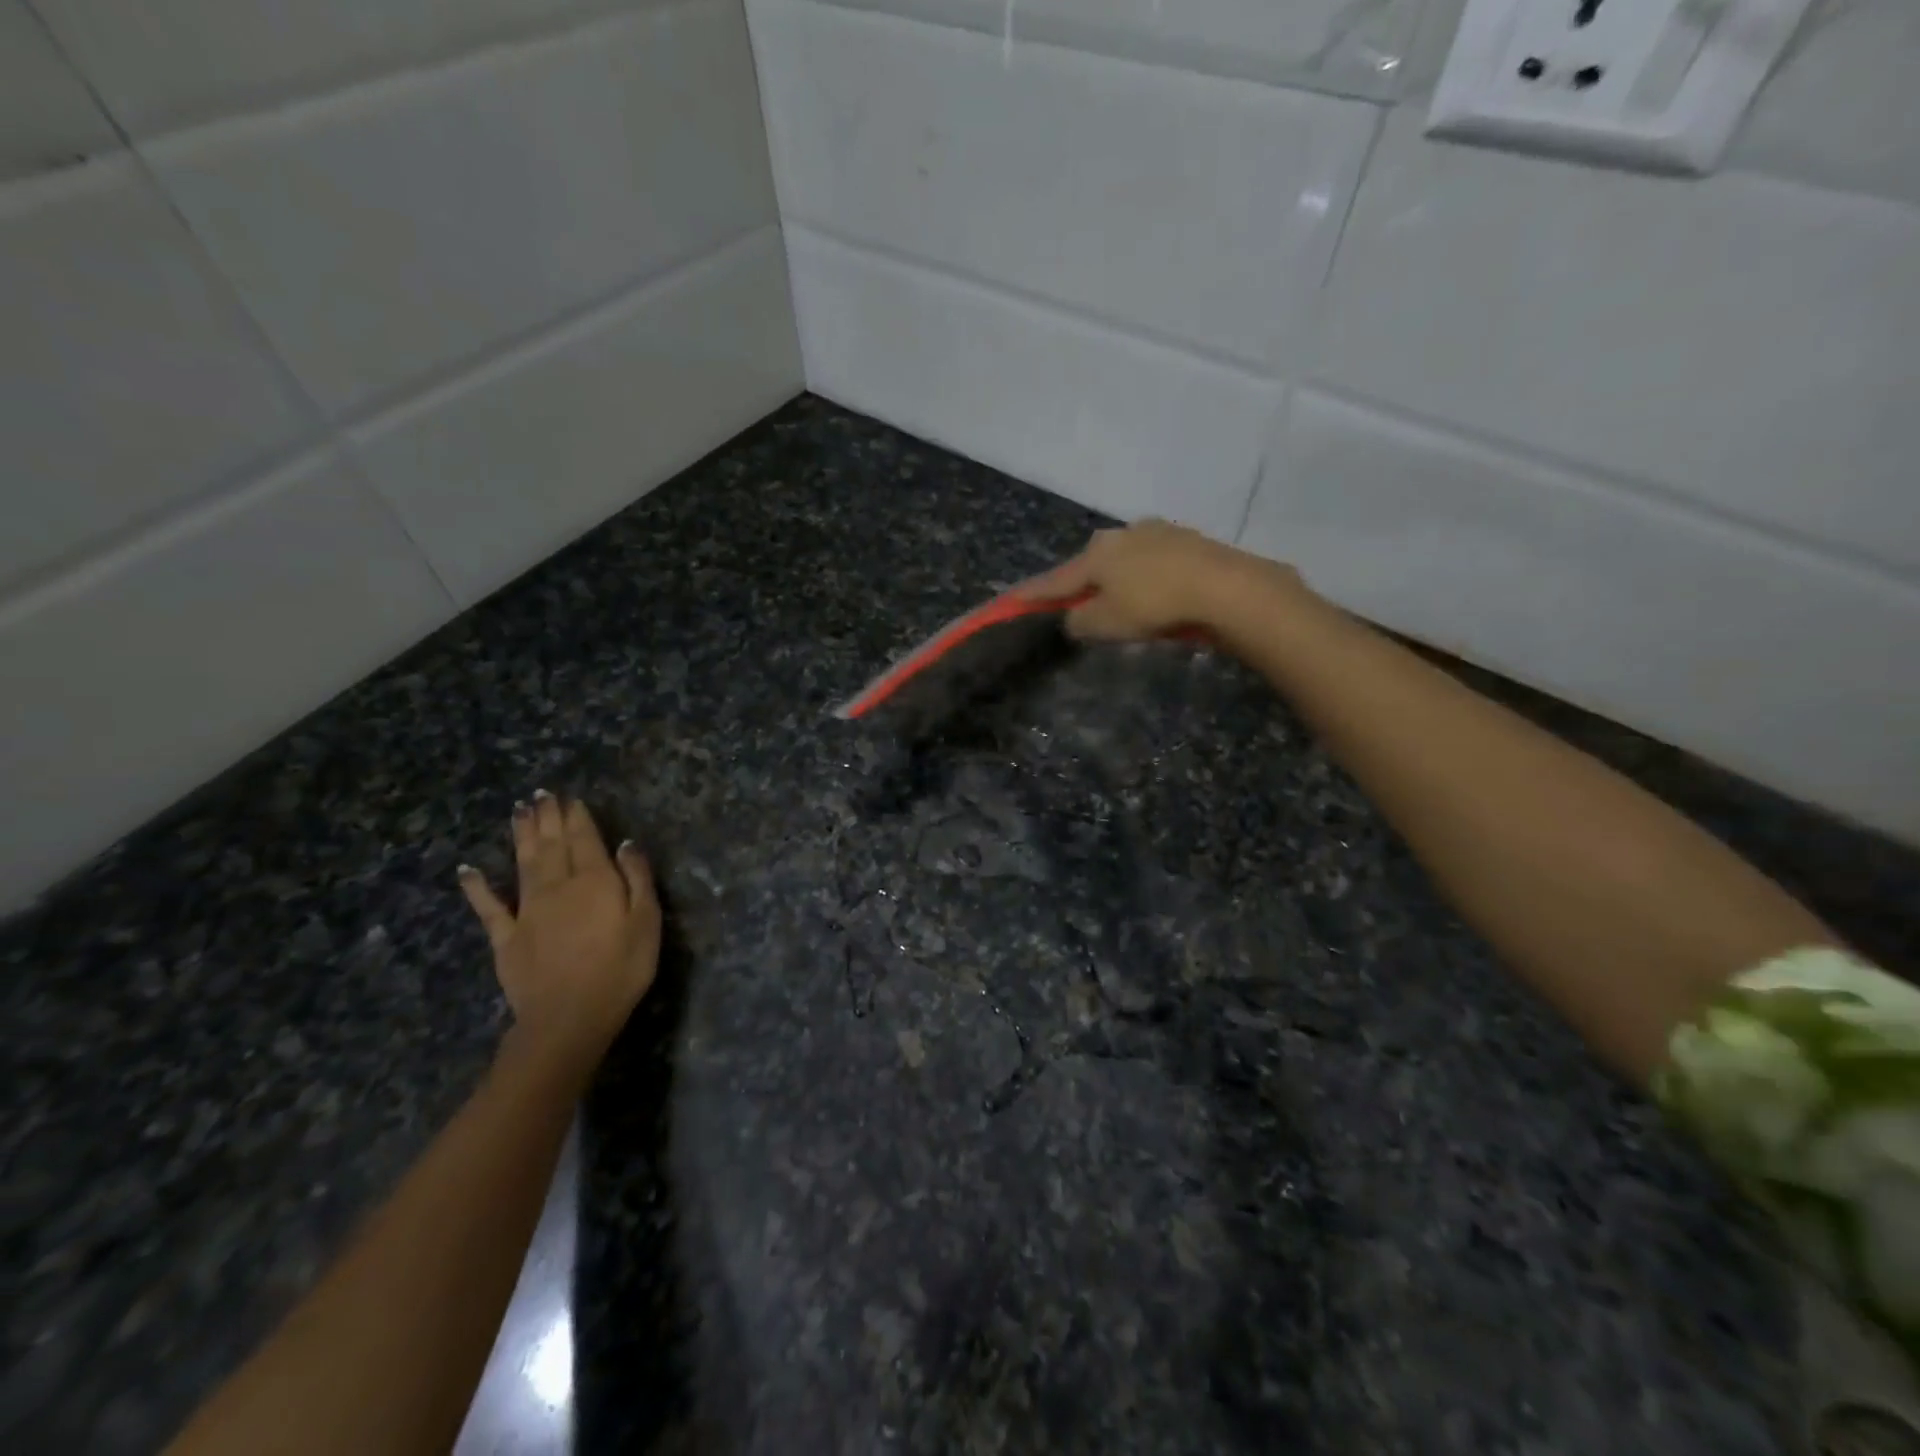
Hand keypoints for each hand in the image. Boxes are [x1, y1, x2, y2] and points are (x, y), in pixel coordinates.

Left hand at [458, 792, 660, 1065]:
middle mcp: (558, 886)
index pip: (585, 839)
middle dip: (547, 818)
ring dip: (520, 835)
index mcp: (594, 880)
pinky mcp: (506, 937)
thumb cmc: (621, 968)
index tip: (570, 798)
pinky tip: (467, 870)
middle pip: (552, 844)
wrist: (569, 1017)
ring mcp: (527, 910)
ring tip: (518, 811)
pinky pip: (489, 907)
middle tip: (541, 794)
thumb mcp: (647, 921)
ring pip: (523, 863)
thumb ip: (637, 878)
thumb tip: (626, 843)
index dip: (577, 817)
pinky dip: (477, 887)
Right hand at [1023, 520, 1303, 641]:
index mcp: (1095, 554)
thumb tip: (1074, 617)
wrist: (1224, 586)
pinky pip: (1152, 560)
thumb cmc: (1154, 605)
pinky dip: (1146, 576)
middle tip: (1081, 605)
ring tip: (1125, 602)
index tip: (1010, 599)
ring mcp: (1155, 532)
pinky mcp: (1185, 539)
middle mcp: (1120, 535)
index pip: (1055, 579)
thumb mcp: (1106, 623)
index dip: (1032, 593)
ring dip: (1118, 578)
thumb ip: (1079, 621)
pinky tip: (1157, 591)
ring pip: (1123, 559)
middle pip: (1090, 564)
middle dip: (1083, 583)